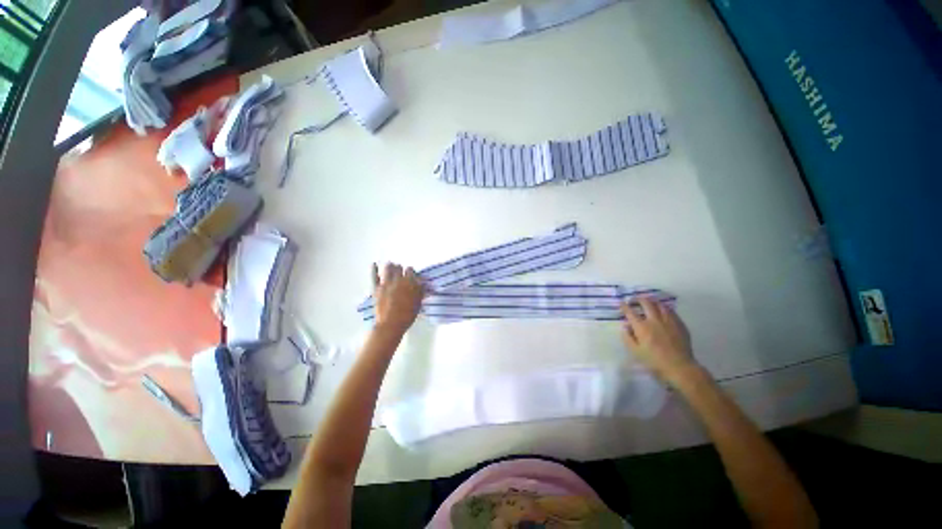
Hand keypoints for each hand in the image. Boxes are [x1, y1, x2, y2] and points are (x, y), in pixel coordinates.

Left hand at [372, 262, 423, 334]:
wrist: (391, 324)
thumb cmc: (408, 315)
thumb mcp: (418, 303)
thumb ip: (420, 291)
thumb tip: (421, 283)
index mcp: (410, 282)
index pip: (411, 271)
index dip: (411, 272)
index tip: (411, 276)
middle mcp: (398, 280)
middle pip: (399, 268)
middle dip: (401, 269)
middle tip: (401, 272)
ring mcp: (386, 283)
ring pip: (388, 269)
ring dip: (390, 266)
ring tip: (391, 265)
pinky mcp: (376, 288)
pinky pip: (374, 276)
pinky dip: (374, 269)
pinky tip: (374, 264)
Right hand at [621, 296, 698, 386]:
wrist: (679, 366)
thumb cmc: (654, 360)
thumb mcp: (635, 351)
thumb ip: (628, 337)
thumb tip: (625, 325)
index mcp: (642, 327)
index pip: (630, 312)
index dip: (624, 306)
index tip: (621, 303)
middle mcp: (654, 320)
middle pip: (646, 303)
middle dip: (638, 299)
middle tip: (634, 299)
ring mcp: (668, 321)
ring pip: (659, 304)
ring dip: (652, 301)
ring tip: (648, 301)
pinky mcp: (679, 324)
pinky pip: (671, 311)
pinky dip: (664, 307)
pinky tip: (662, 309)